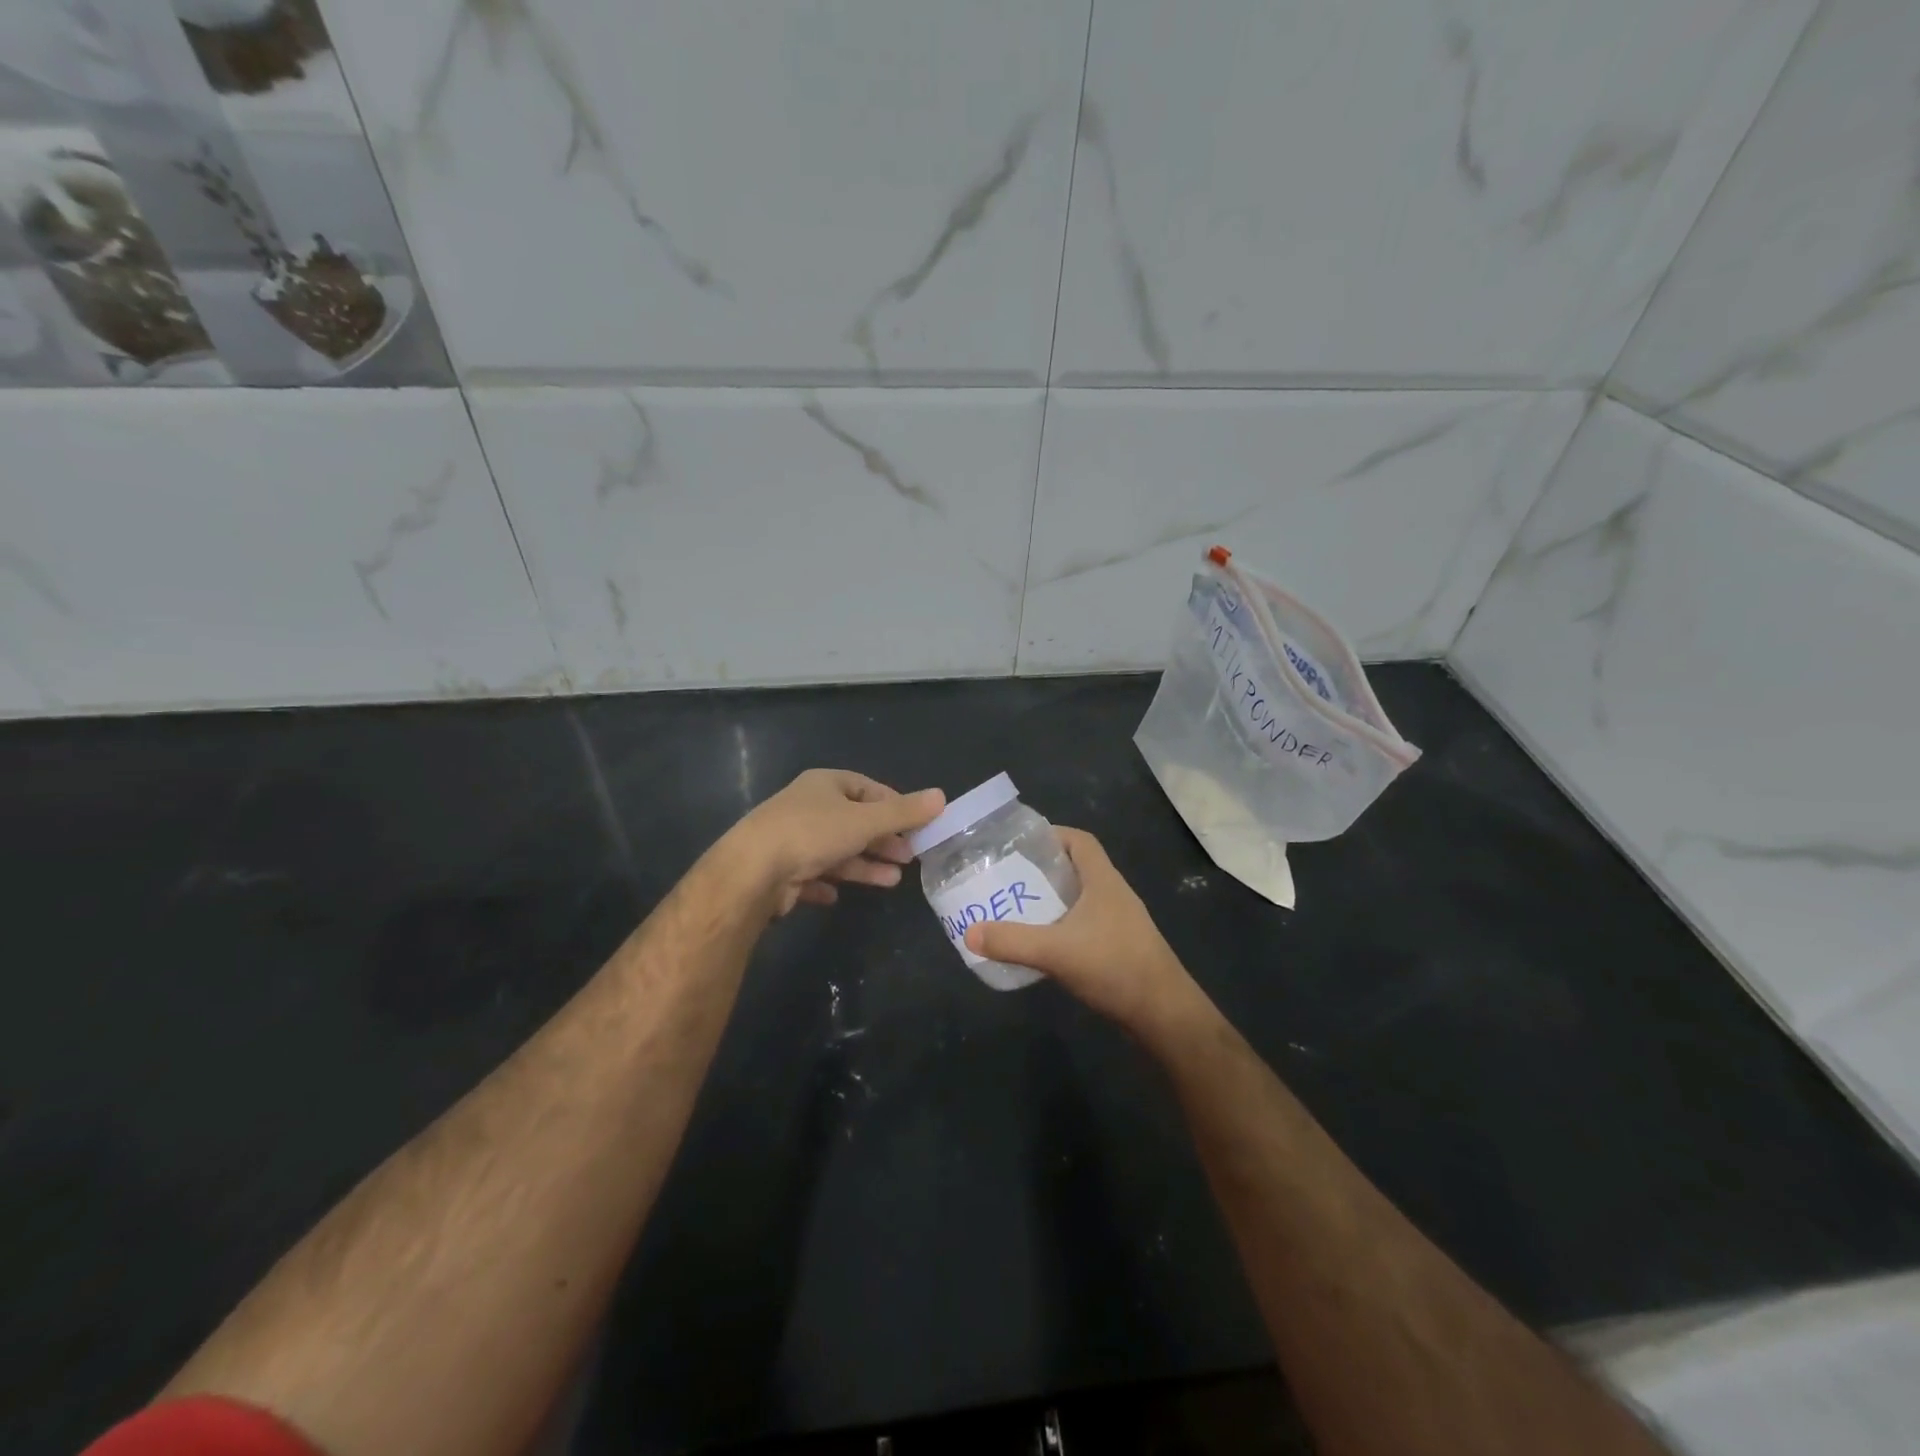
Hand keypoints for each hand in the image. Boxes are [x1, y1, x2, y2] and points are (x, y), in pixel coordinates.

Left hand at [725, 769, 944, 916]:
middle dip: (883, 840)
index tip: (916, 825)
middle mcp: (806, 807)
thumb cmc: (812, 834)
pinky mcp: (780, 871)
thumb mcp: (865, 820)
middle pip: (853, 821)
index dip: (894, 805)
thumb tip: (942, 796)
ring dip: (864, 865)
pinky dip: (829, 883)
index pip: (867, 788)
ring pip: (836, 851)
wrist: (752, 872)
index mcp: (824, 785)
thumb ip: (903, 812)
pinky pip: (811, 875)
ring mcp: (791, 839)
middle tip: (909, 857)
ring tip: (892, 881)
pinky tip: (839, 897)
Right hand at [963, 828, 1205, 1035]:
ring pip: (1081, 898)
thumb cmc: (1114, 967)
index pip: (1080, 840)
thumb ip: (1012, 941)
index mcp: (1103, 881)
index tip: (1020, 844)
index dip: (1052, 834)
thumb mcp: (1056, 951)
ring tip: (1018, 907)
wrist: (1164, 1014)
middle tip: (1008, 877)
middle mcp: (1114, 894)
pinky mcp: (1120, 947)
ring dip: (1053, 899)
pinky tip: (1043, 943)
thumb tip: (969, 933)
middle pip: (1078, 867)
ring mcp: (1120, 922)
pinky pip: (1086, 924)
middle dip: (1044, 869)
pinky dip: (1063, 925)